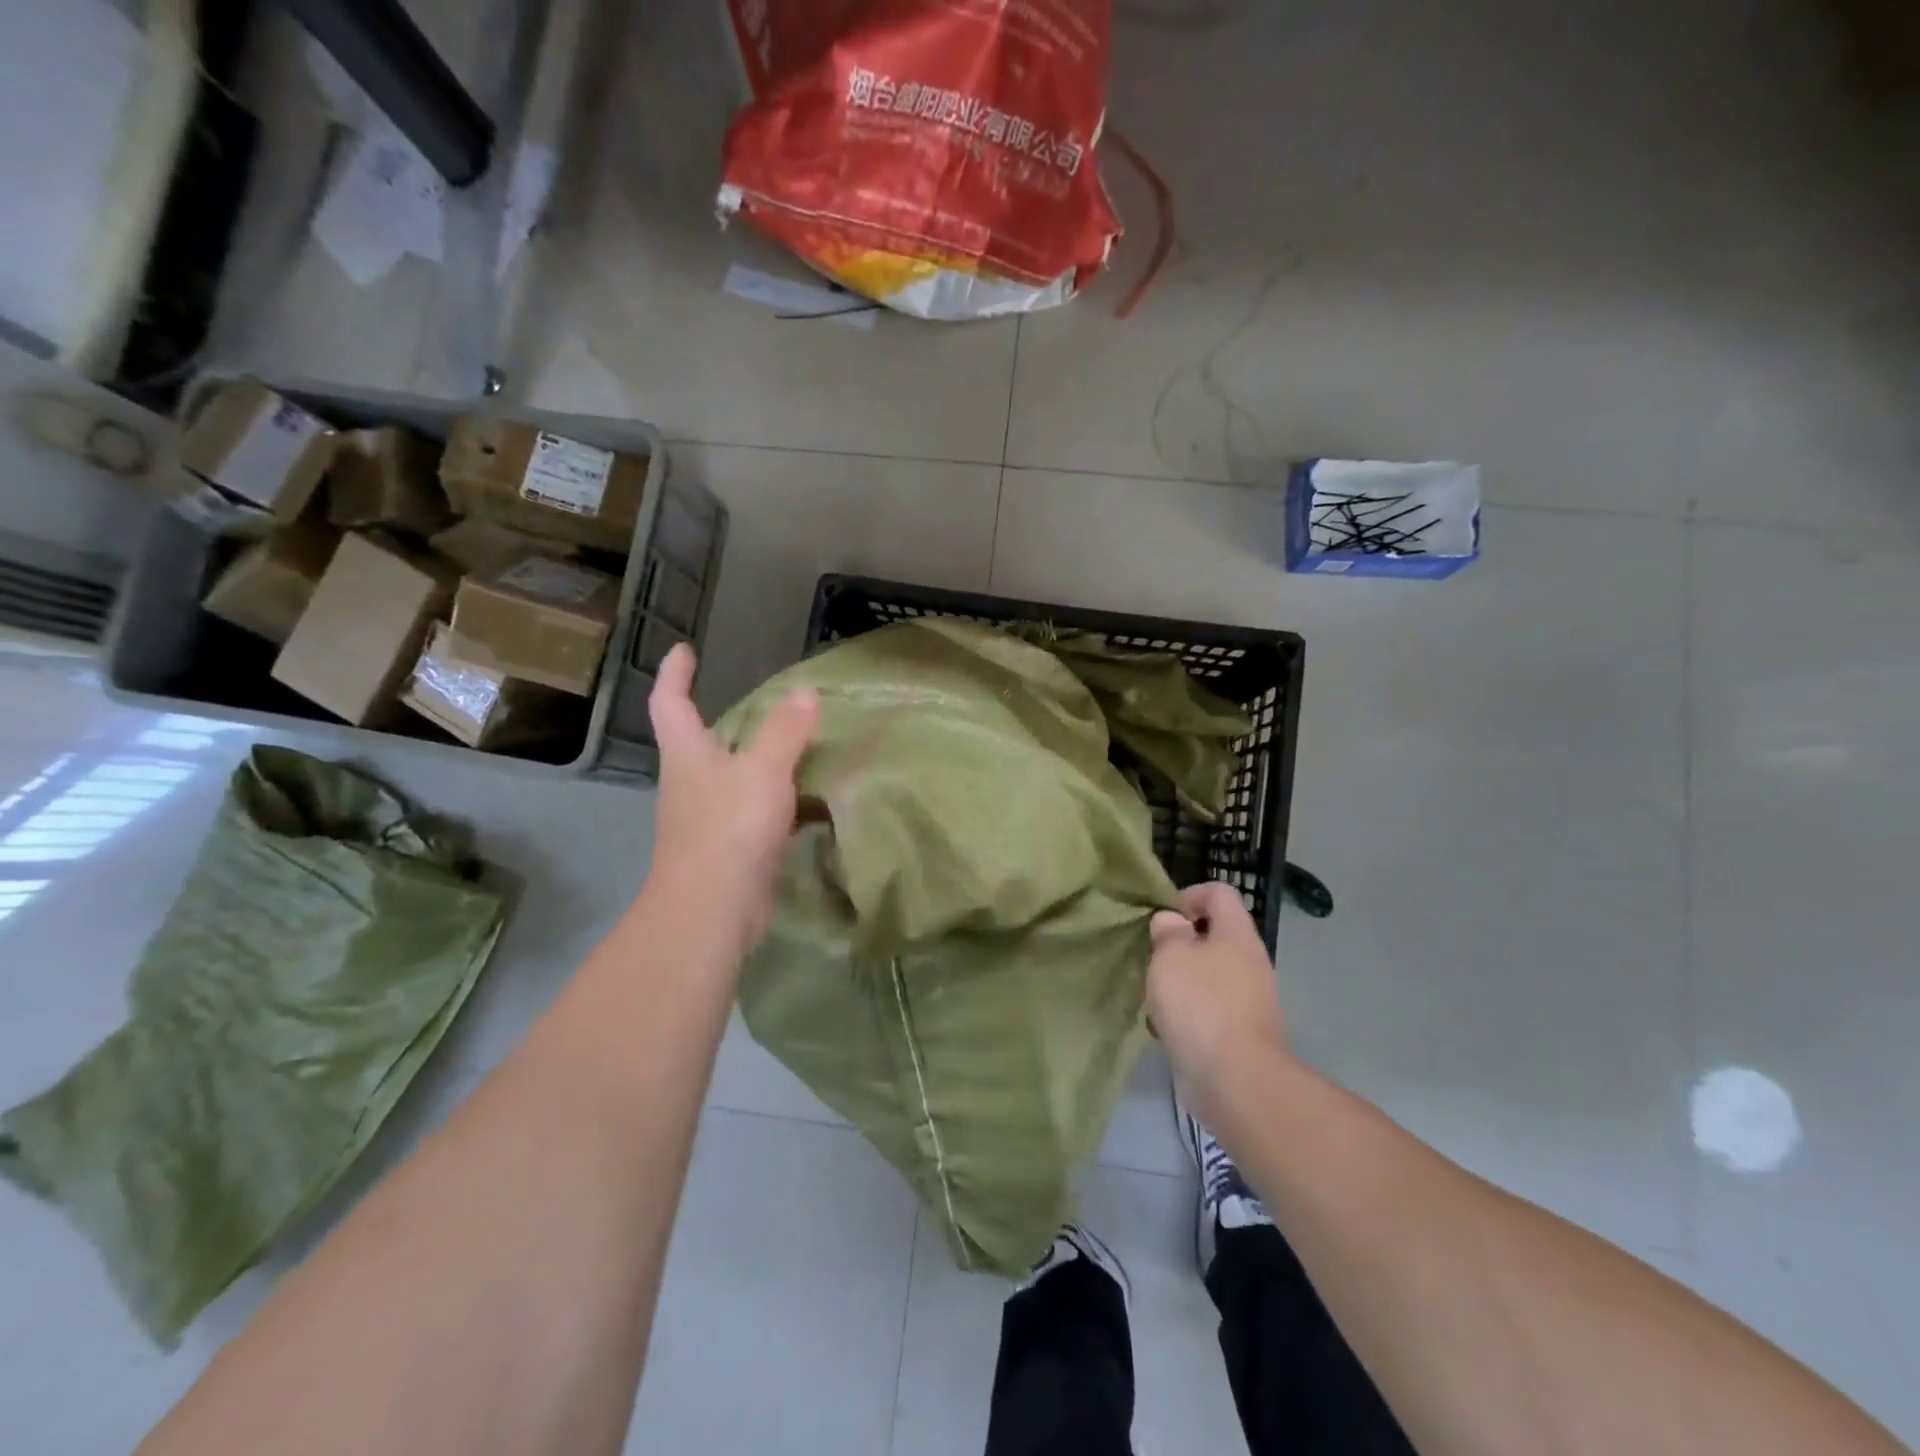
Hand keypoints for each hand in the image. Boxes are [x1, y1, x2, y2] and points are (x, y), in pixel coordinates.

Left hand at [646, 644, 818, 941]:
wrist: (713, 910)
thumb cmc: (728, 827)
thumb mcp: (763, 770)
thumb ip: (785, 730)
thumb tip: (804, 692)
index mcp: (687, 755)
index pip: (670, 703)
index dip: (675, 674)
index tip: (684, 650)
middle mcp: (691, 783)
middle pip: (701, 742)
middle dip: (725, 720)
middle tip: (763, 703)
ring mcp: (708, 819)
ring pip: (733, 779)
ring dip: (757, 762)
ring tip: (797, 746)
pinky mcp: (730, 850)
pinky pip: (756, 813)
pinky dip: (779, 802)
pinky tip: (809, 803)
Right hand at [1146, 883, 1287, 1112]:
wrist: (1235, 1080)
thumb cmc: (1200, 1004)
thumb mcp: (1171, 956)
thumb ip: (1169, 932)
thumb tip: (1172, 922)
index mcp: (1238, 935)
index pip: (1220, 893)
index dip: (1190, 895)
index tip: (1163, 916)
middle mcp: (1250, 963)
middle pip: (1215, 936)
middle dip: (1180, 944)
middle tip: (1154, 958)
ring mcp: (1250, 1001)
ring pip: (1209, 976)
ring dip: (1181, 981)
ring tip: (1155, 996)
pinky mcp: (1241, 1034)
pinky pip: (1210, 1010)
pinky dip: (1188, 1014)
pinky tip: (1166, 1028)